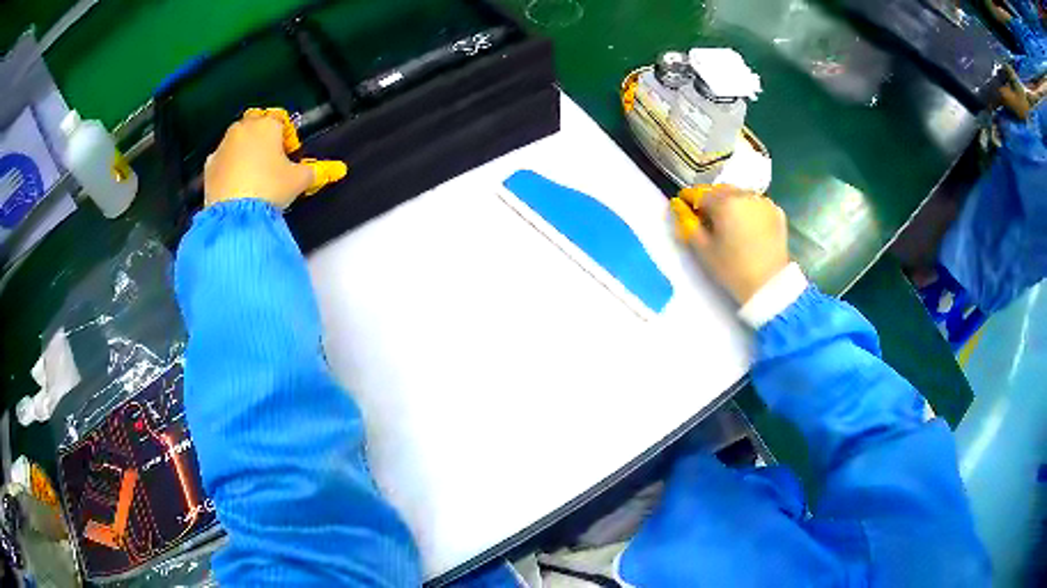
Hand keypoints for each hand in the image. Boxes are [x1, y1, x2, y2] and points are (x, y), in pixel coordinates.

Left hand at [204, 108, 346, 208]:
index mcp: (267, 125)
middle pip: (256, 125)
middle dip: (263, 138)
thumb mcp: (298, 180)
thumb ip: (317, 171)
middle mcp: (243, 128)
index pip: (280, 120)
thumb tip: (340, 169)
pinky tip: (235, 184)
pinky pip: (222, 159)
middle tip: (271, 162)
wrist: (234, 215)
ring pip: (237, 141)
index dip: (287, 137)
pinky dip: (228, 166)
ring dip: (245, 151)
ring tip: (252, 175)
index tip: (289, 156)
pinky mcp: (209, 165)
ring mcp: (223, 145)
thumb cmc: (270, 187)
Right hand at [671, 185, 789, 304]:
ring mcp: (763, 201)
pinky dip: (747, 208)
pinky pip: (755, 202)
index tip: (683, 206)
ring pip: (739, 193)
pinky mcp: (776, 211)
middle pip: (720, 190)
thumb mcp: (704, 250)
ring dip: (729, 201)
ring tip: (726, 220)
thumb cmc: (732, 270)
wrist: (769, 285)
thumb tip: (677, 205)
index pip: (699, 193)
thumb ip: (687, 223)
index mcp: (724, 202)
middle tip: (705, 216)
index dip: (688, 199)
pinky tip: (745, 224)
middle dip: (710, 199)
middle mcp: (744, 195)